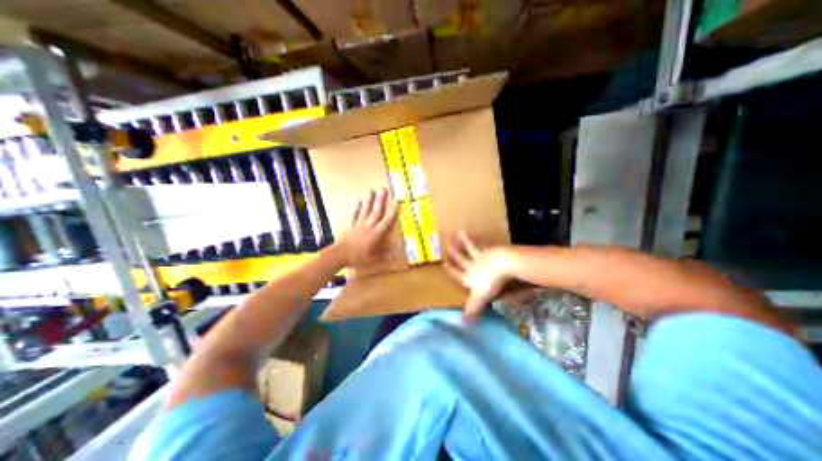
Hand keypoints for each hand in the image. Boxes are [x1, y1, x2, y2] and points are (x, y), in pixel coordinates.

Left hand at [334, 187, 395, 266]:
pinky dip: (356, 209)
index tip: (396, 201)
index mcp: (376, 234)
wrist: (340, 255)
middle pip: (375, 212)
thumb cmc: (358, 257)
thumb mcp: (373, 259)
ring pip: (365, 211)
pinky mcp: (350, 226)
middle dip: (380, 200)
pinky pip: (353, 215)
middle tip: (383, 189)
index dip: (392, 211)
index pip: (386, 221)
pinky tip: (358, 202)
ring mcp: (358, 225)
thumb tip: (395, 254)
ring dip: (368, 201)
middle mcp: (368, 226)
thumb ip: (384, 255)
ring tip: (371, 191)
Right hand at [443, 233, 511, 321]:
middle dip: (454, 253)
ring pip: (470, 248)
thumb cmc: (490, 283)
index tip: (444, 264)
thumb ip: (472, 310)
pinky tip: (475, 232)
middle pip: (461, 259)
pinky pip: (481, 243)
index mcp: (469, 277)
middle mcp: (472, 266)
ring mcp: (481, 256)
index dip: (451, 270)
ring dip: (463, 241)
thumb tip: (462, 326)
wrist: (502, 265)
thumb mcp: (480, 299)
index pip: (457, 274)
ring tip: (459, 231)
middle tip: (447, 245)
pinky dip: (477, 238)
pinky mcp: (489, 250)